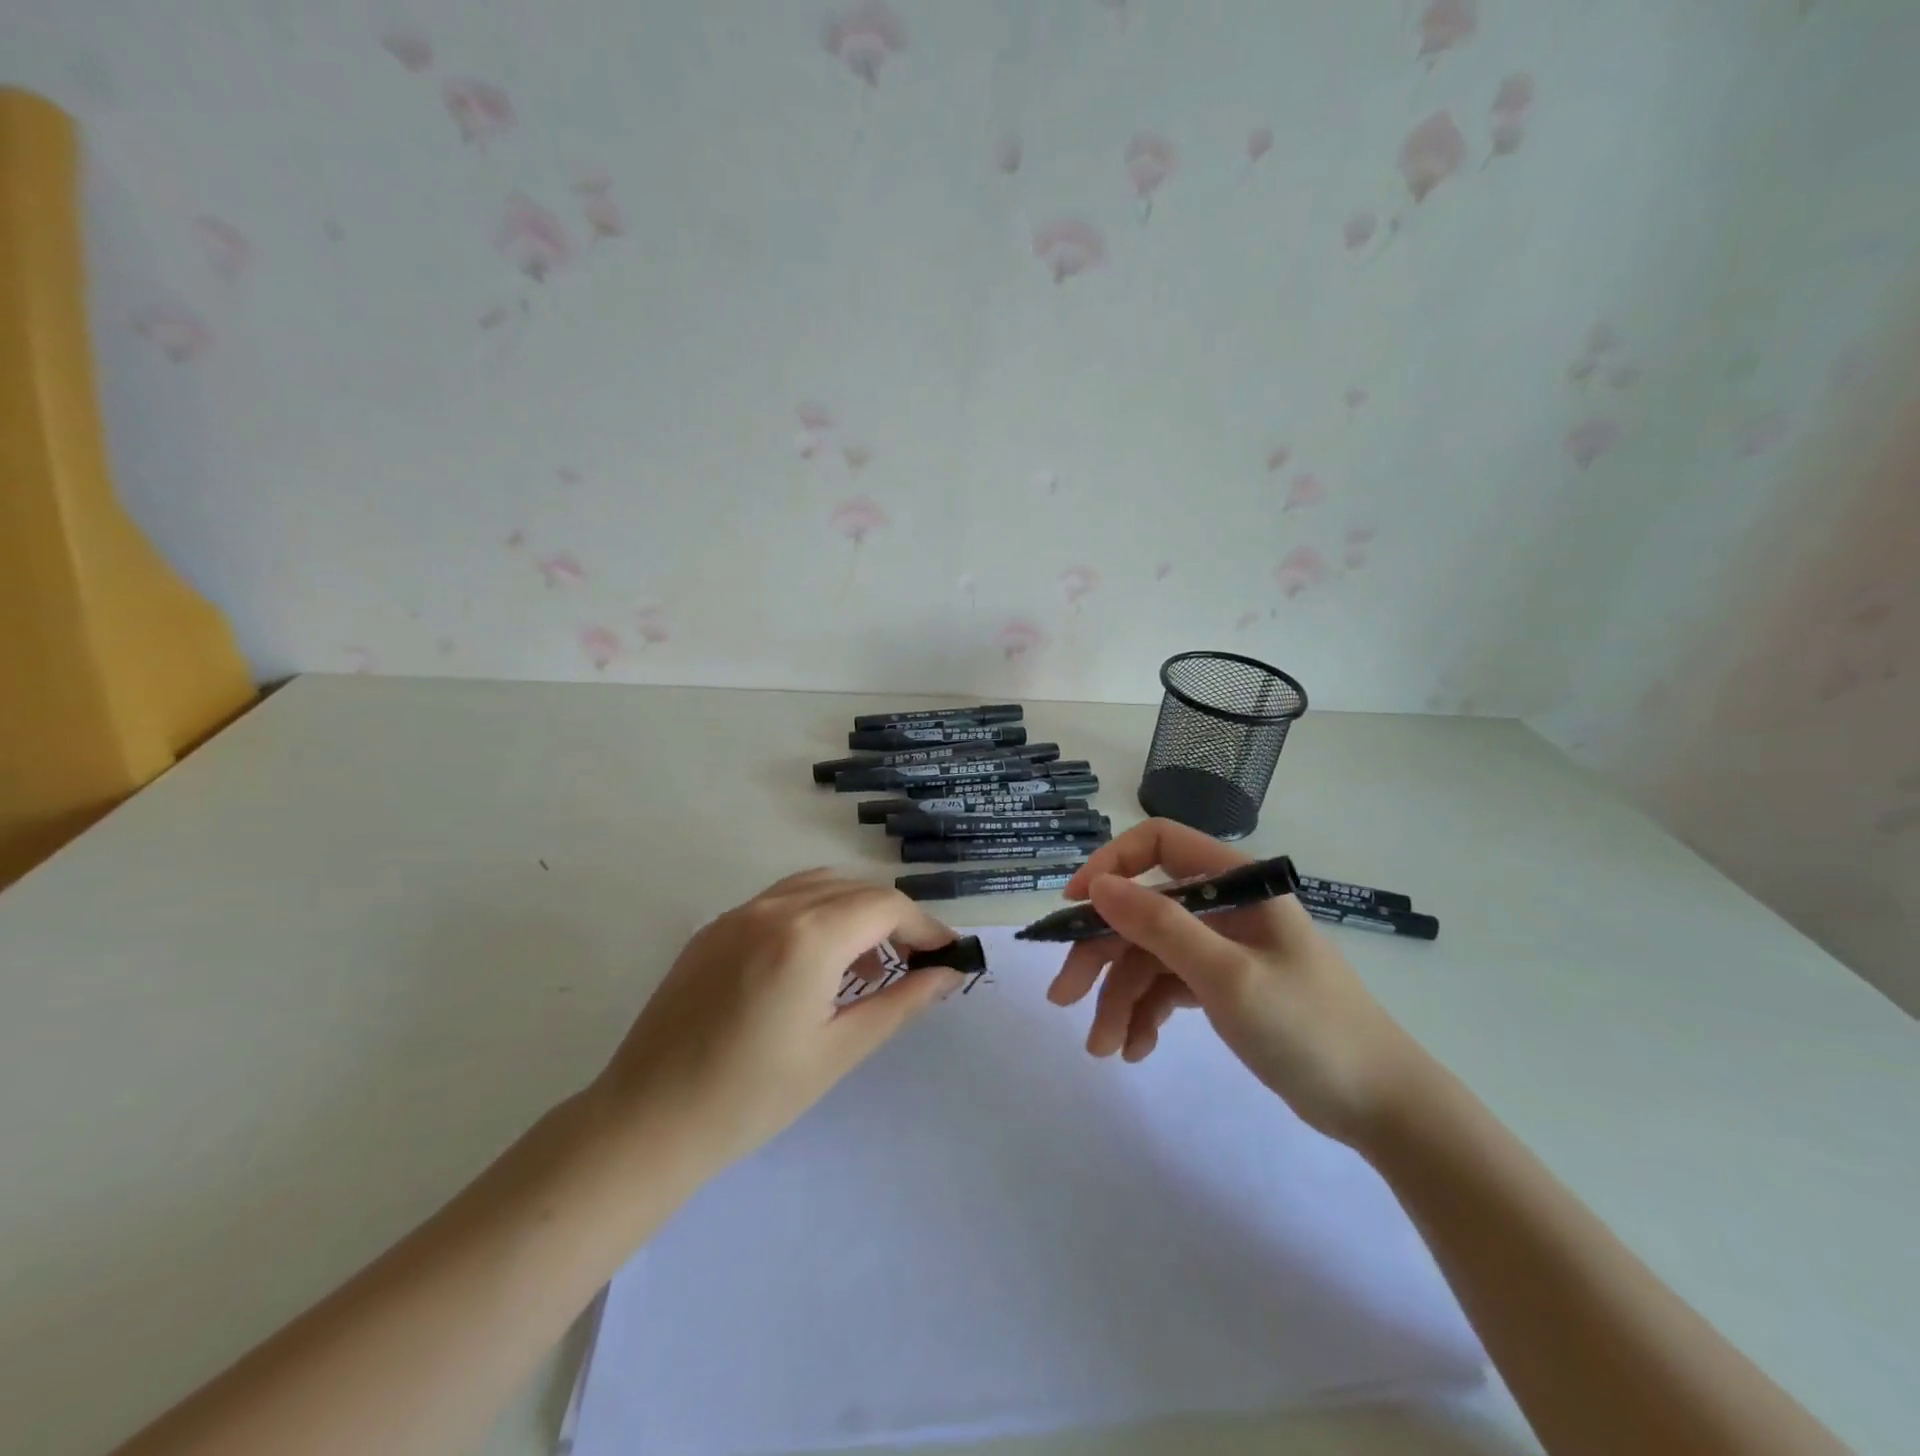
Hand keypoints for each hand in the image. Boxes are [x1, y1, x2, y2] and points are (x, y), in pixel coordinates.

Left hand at [593, 870, 966, 1171]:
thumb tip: (949, 974)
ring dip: (854, 911)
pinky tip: (814, 963)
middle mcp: (774, 908)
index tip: (946, 954)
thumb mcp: (839, 1051)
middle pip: (855, 889)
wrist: (647, 1121)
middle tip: (913, 963)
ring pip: (817, 886)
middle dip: (893, 918)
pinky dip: (815, 914)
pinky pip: (780, 900)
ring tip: (866, 965)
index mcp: (808, 937)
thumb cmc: (753, 1097)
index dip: (924, 925)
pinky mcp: (714, 928)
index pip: (886, 906)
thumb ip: (901, 1003)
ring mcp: (738, 913)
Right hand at [1047, 820, 1428, 1145]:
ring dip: (1120, 999)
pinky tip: (1136, 1049)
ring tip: (1103, 1049)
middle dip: (1102, 955)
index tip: (1074, 907)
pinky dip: (1147, 1014)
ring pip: (1150, 957)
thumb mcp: (1228, 976)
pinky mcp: (1223, 987)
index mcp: (1236, 883)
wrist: (1383, 1109)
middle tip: (1064, 998)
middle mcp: (1225, 907)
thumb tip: (1097, 885)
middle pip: (1143, 911)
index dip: (1110, 866)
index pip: (1159, 844)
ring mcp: (1223, 948)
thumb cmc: (1310, 1029)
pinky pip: (1169, 987)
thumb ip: (1160, 925)